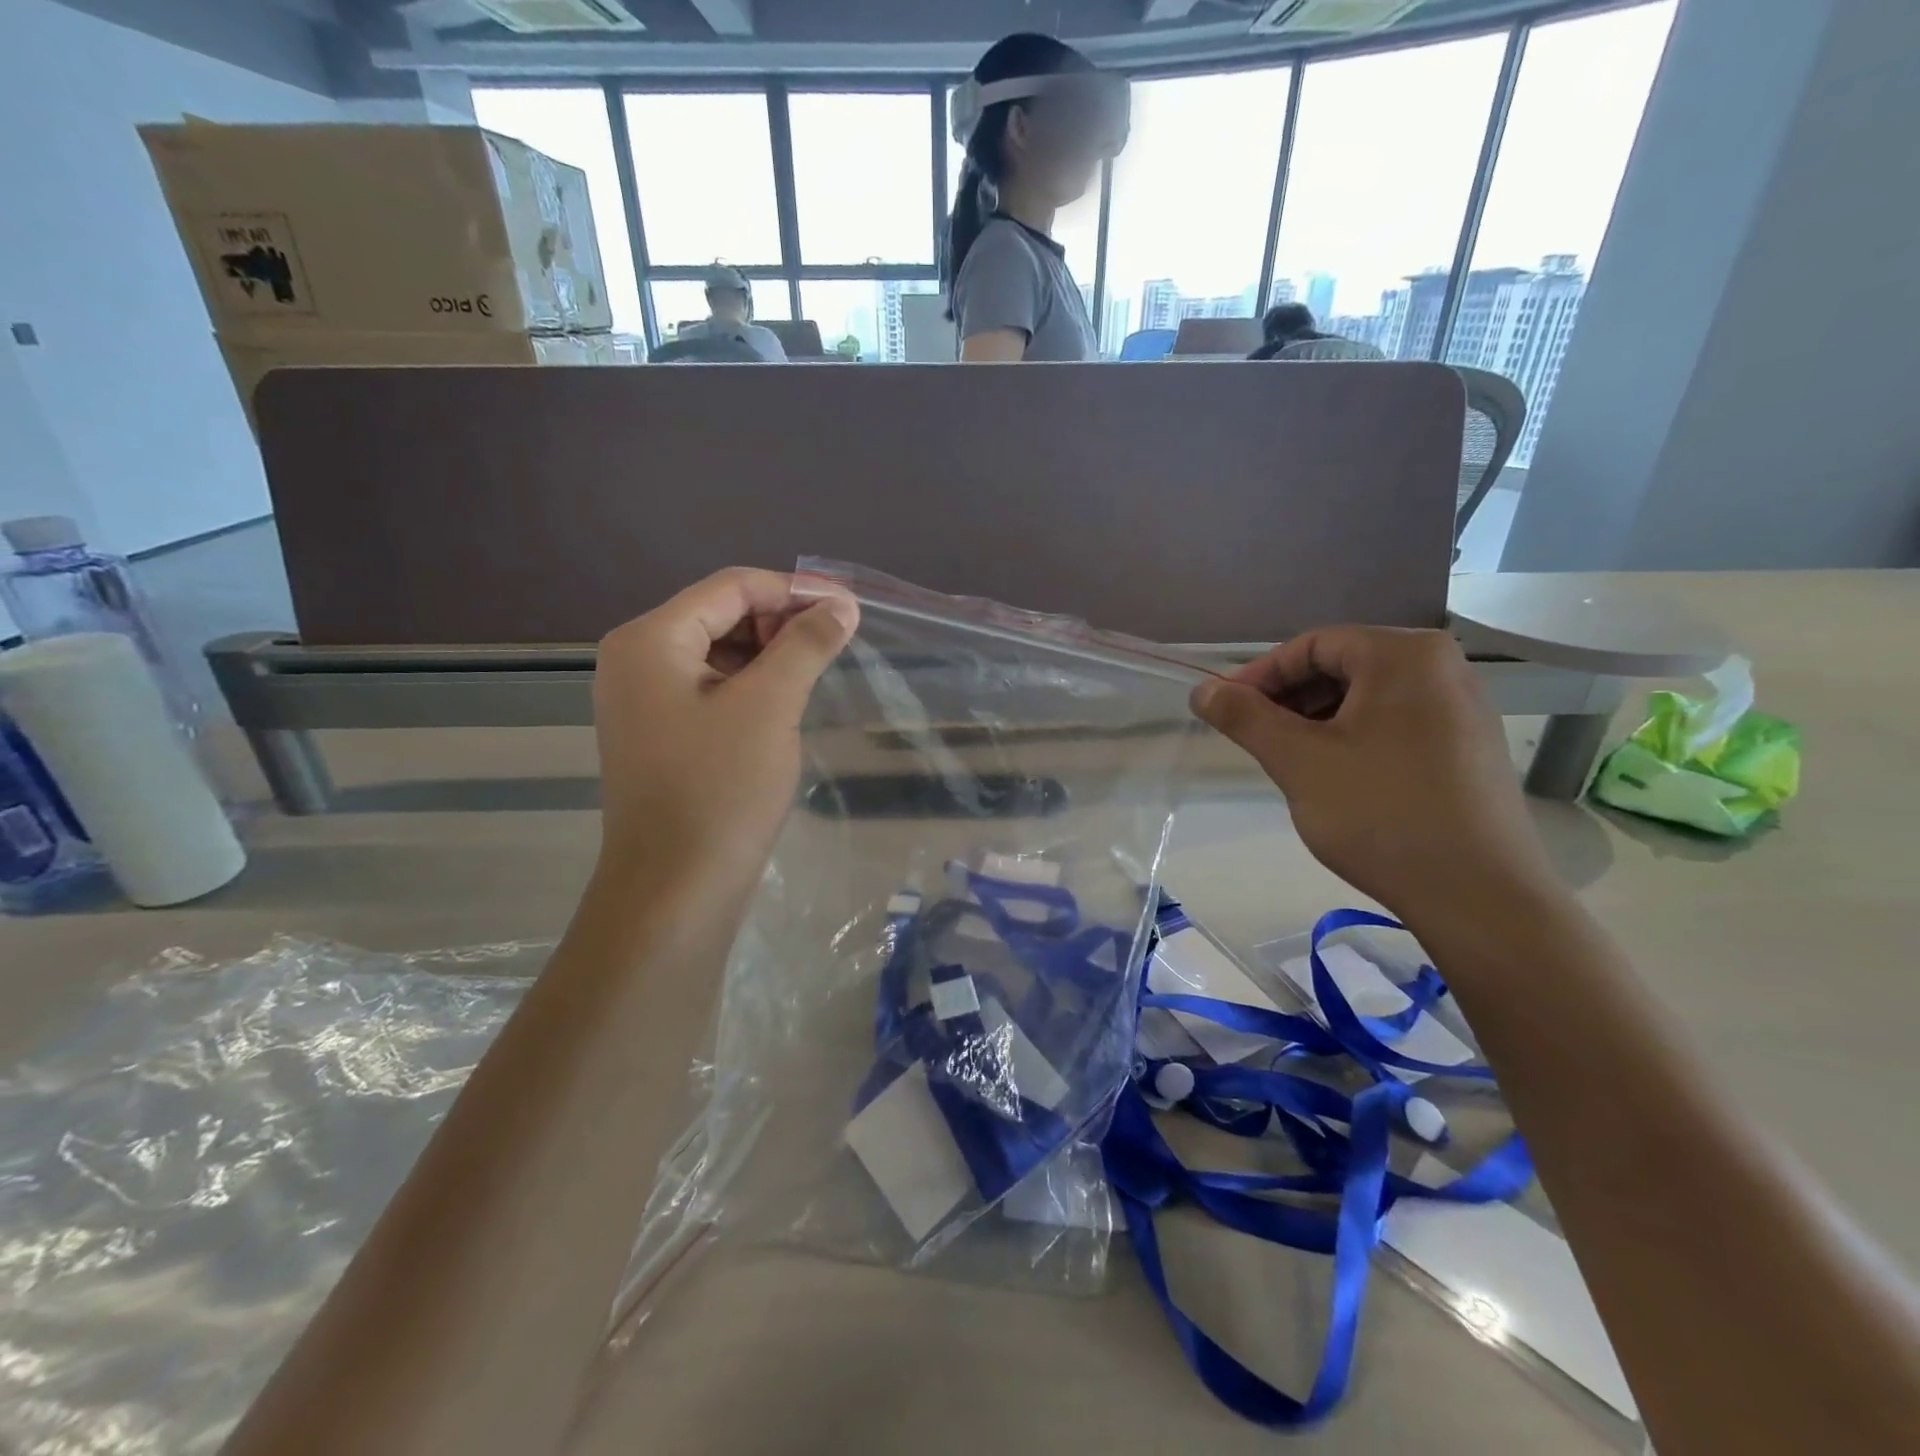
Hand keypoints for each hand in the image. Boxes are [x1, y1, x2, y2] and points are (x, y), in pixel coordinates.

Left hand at [592, 568, 857, 893]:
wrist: (676, 888)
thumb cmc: (721, 789)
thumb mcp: (770, 706)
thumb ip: (806, 644)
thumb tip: (842, 603)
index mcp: (650, 639)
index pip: (730, 587)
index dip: (793, 590)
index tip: (848, 608)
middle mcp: (636, 659)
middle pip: (720, 615)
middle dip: (779, 624)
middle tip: (833, 646)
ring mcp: (642, 699)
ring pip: (717, 654)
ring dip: (768, 657)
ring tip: (813, 676)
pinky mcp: (658, 733)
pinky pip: (709, 689)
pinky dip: (750, 687)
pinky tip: (782, 706)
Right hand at [1190, 627, 1557, 923]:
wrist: (1480, 896)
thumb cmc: (1381, 813)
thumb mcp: (1298, 761)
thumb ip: (1245, 717)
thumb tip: (1202, 690)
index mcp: (1405, 654)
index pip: (1312, 645)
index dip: (1260, 676)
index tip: (1226, 712)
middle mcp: (1443, 667)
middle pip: (1342, 667)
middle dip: (1290, 700)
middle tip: (1257, 741)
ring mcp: (1464, 707)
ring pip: (1367, 698)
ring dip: (1318, 722)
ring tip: (1292, 764)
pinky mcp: (1469, 746)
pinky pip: (1396, 723)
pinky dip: (1354, 739)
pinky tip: (1337, 780)